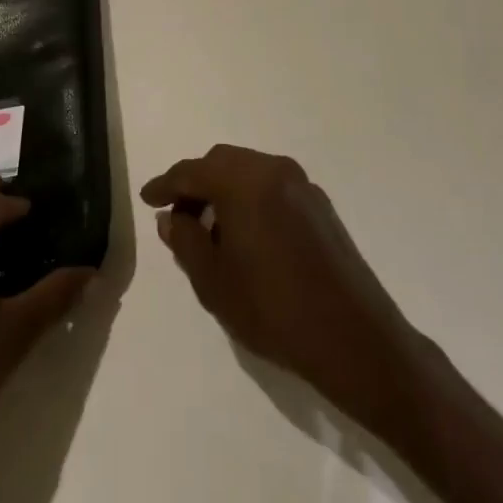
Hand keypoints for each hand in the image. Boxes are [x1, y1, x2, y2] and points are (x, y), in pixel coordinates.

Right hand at [141, 145, 427, 433]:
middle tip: (177, 216)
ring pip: (249, 172)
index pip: (192, 171)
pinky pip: (272, 187)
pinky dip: (250, 199)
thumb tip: (172, 217)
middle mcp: (273, 170)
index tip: (147, 199)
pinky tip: (246, 235)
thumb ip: (185, 241)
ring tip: (210, 229)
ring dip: (224, 190)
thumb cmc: (274, 309)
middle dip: (195, 184)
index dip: (165, 185)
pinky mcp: (321, 206)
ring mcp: (302, 186)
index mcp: (243, 181)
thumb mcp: (213, 281)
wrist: (355, 339)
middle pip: (222, 163)